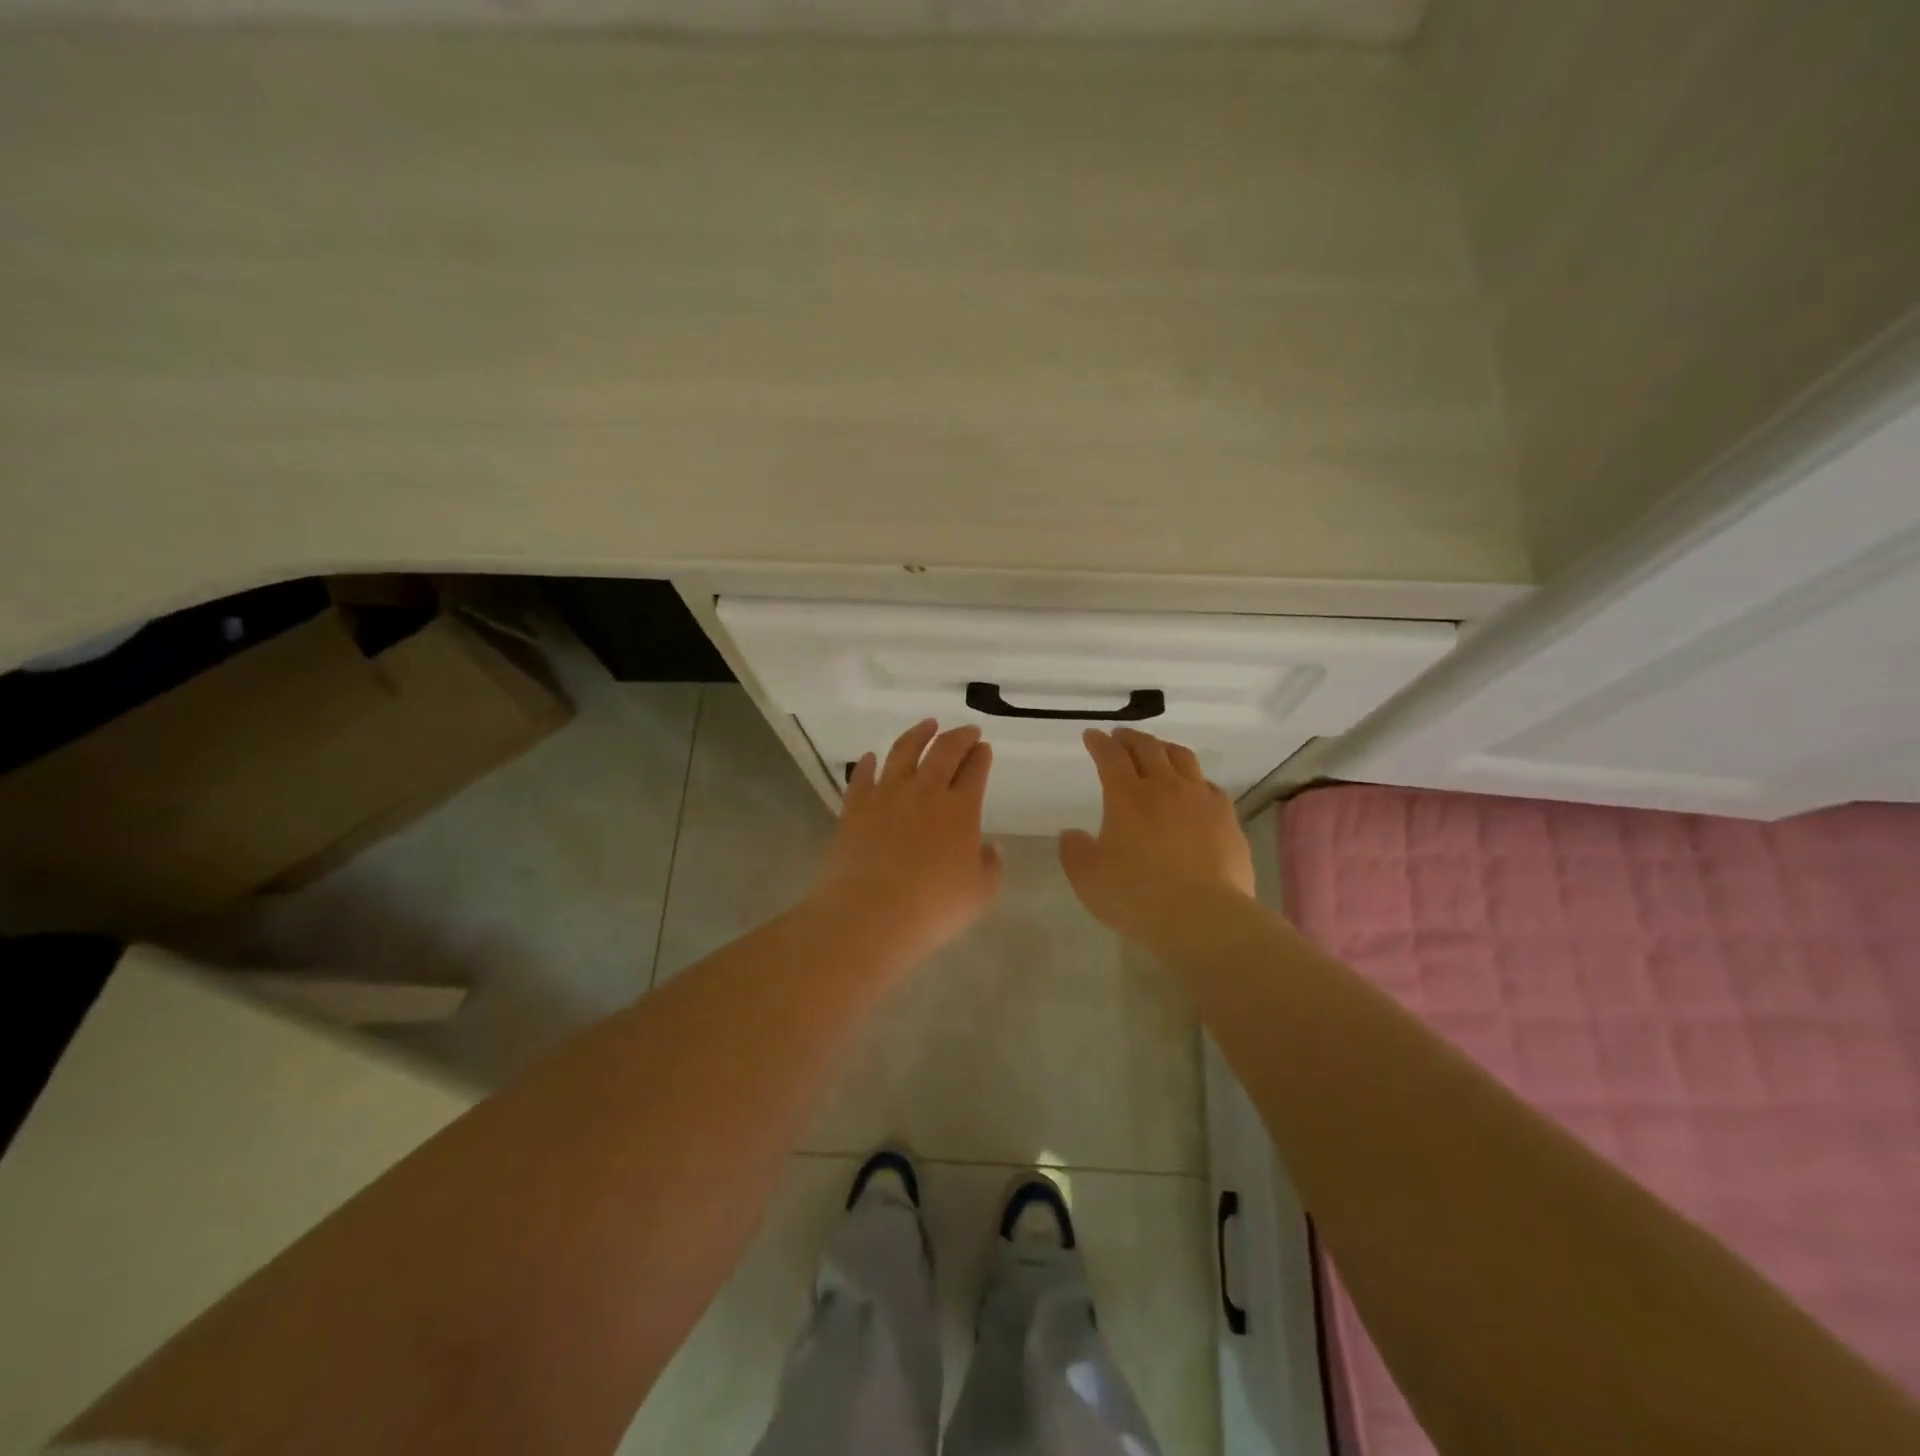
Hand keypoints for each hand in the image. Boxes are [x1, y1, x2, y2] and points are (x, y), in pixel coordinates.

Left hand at [815, 719, 1003, 961]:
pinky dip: (868, 764)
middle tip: (967, 730)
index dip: (981, 756)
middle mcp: (925, 791)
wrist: (871, 912)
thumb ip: (990, 866)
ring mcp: (887, 795)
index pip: (975, 771)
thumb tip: (990, 847)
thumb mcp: (979, 892)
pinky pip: (862, 777)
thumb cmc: (934, 906)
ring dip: (918, 734)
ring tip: (927, 724)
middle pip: (944, 751)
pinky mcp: (855, 807)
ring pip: (903, 751)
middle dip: (959, 737)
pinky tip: (870, 758)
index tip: (984, 747)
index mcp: (961, 808)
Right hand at [1059, 727, 1255, 945]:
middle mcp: (1164, 787)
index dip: (1099, 743)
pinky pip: (1209, 785)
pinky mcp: (1227, 818)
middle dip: (1130, 738)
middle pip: (1148, 748)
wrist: (1204, 917)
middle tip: (1120, 736)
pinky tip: (1193, 789)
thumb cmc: (1137, 897)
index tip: (1092, 735)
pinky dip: (1194, 778)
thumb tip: (1072, 834)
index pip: (1110, 756)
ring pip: (1183, 758)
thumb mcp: (1089, 879)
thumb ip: (1075, 852)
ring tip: (1157, 750)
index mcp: (1126, 796)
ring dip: (1164, 748)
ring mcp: (1200, 800)